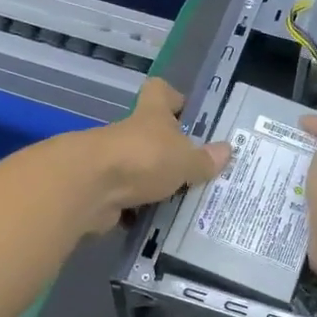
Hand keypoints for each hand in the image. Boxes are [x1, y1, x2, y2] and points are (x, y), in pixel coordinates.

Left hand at [75, 77, 229, 233]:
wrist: (88, 188)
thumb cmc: (142, 159)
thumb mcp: (184, 160)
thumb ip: (204, 159)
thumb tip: (228, 150)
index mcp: (151, 115)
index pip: (160, 92)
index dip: (173, 98)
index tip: (187, 113)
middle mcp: (130, 133)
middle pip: (150, 134)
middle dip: (169, 151)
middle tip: (196, 170)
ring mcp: (112, 161)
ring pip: (138, 169)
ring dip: (154, 184)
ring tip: (183, 202)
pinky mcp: (101, 190)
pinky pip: (126, 199)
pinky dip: (138, 210)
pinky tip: (158, 224)